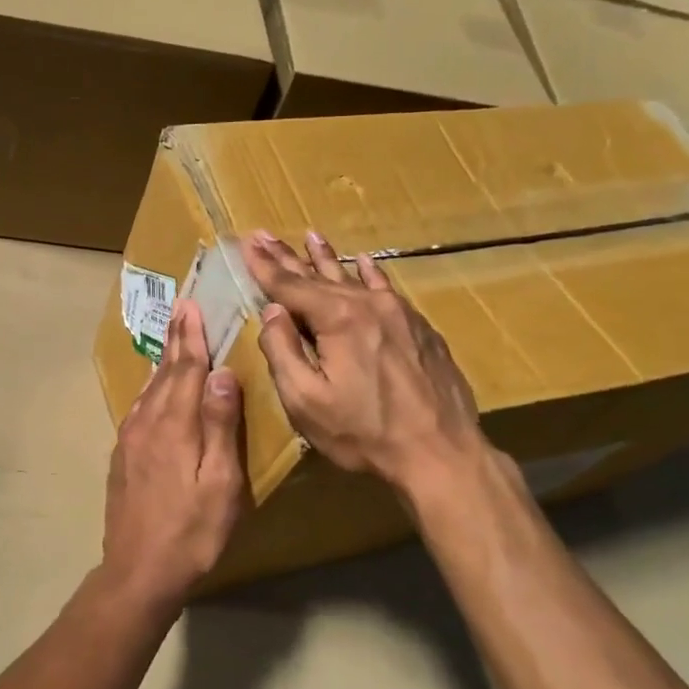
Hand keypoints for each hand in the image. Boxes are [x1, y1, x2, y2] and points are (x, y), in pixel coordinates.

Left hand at [103, 300, 247, 605]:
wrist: (138, 571)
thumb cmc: (192, 532)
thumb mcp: (220, 484)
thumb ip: (220, 426)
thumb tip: (221, 373)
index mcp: (175, 426)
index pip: (186, 370)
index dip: (191, 337)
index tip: (191, 306)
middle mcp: (147, 423)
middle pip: (165, 373)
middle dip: (175, 339)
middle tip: (180, 309)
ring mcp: (130, 440)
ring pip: (149, 389)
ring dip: (162, 361)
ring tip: (171, 338)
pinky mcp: (122, 456)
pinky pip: (138, 408)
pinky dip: (150, 388)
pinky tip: (153, 388)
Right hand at [242, 230, 490, 491]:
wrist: (441, 453)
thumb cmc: (365, 433)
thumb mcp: (307, 401)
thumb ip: (283, 352)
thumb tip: (272, 312)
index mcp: (338, 319)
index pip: (290, 286)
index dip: (265, 266)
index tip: (247, 243)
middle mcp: (369, 305)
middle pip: (320, 276)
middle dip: (289, 257)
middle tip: (265, 235)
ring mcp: (400, 314)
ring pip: (354, 278)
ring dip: (328, 259)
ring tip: (311, 237)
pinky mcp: (420, 329)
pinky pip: (386, 290)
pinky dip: (370, 274)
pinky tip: (365, 263)